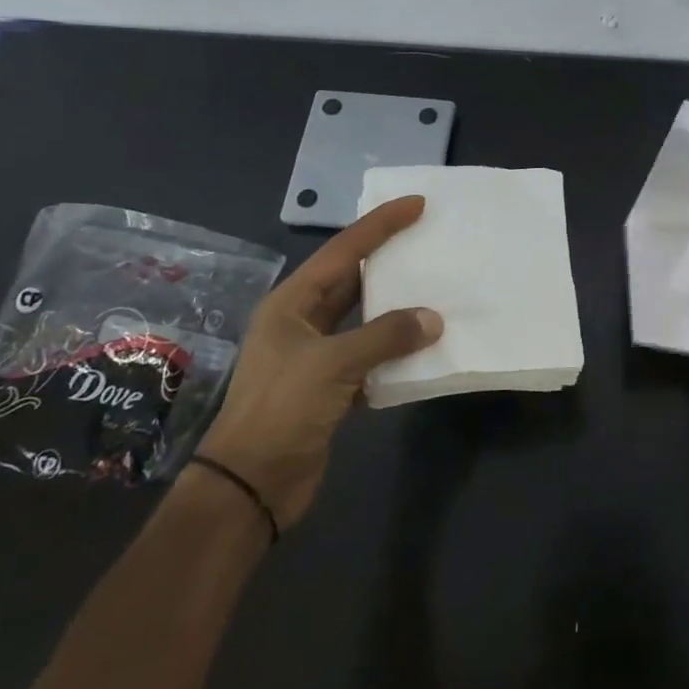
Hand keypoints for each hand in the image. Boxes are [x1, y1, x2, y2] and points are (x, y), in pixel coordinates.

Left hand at [195, 196, 440, 526]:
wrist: (251, 484)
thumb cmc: (282, 410)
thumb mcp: (333, 364)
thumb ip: (386, 336)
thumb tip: (433, 319)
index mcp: (292, 303)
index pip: (343, 251)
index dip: (380, 225)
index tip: (416, 204)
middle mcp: (303, 322)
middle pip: (353, 280)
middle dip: (390, 261)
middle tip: (430, 240)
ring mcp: (317, 355)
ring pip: (365, 319)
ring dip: (397, 309)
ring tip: (437, 288)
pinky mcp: (331, 387)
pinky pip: (372, 355)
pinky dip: (396, 350)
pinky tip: (425, 345)